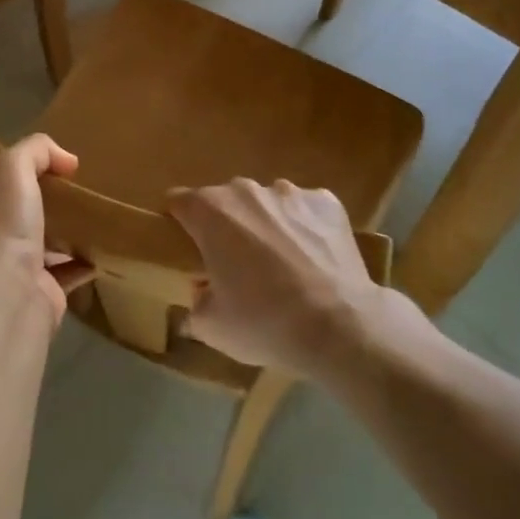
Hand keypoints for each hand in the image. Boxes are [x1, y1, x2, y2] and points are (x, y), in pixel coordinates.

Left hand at [0, 135, 92, 327]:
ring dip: (60, 229)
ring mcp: (12, 268)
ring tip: (88, 207)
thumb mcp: (12, 167)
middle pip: (4, 213)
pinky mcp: (42, 292)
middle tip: (61, 179)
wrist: (13, 297)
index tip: (0, 158)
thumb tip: (66, 160)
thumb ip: (36, 150)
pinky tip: (102, 244)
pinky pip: (67, 271)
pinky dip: (83, 260)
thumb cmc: (1, 226)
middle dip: (28, 199)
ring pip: (38, 242)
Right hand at [169, 178, 426, 378]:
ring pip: (266, 203)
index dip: (180, 223)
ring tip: (283, 265)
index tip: (188, 249)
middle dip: (227, 227)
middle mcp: (246, 191)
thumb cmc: (264, 323)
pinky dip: (305, 227)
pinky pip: (305, 209)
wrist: (340, 327)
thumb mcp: (212, 327)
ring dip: (266, 225)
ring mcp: (289, 192)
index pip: (179, 201)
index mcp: (210, 211)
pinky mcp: (326, 202)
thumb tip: (201, 293)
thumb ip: (195, 303)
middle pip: (225, 201)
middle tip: (237, 267)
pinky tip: (315, 260)